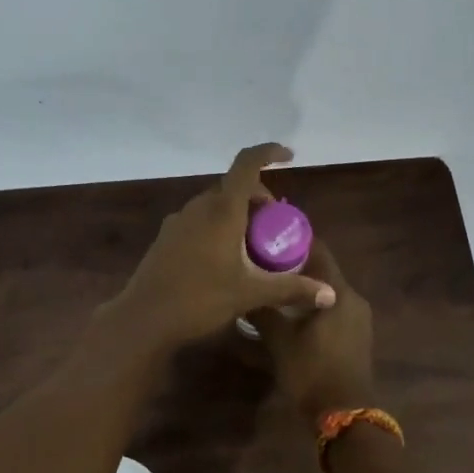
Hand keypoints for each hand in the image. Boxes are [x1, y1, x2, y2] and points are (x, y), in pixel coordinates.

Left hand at [108, 144, 336, 349]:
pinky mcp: (166, 238)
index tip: (289, 156)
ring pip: (215, 204)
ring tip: (253, 246)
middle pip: (233, 187)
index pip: (247, 164)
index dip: (269, 153)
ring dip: (238, 214)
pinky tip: (224, 259)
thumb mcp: (250, 294)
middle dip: (258, 198)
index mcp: (221, 211)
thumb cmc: (199, 300)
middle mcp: (198, 208)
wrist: (143, 319)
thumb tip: (330, 293)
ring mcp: (178, 222)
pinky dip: (218, 226)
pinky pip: (199, 220)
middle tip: (275, 227)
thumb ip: (291, 289)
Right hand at [248, 240, 375, 423]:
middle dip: (293, 265)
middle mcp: (353, 298)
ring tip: (272, 287)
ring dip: (303, 288)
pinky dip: (312, 305)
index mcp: (339, 291)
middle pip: (322, 270)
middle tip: (262, 264)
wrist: (345, 415)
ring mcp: (358, 318)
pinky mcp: (356, 336)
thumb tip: (242, 293)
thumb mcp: (280, 341)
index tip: (266, 237)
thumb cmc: (312, 371)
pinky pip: (332, 309)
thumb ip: (263, 311)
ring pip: (327, 291)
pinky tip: (290, 313)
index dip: (292, 240)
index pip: (317, 249)